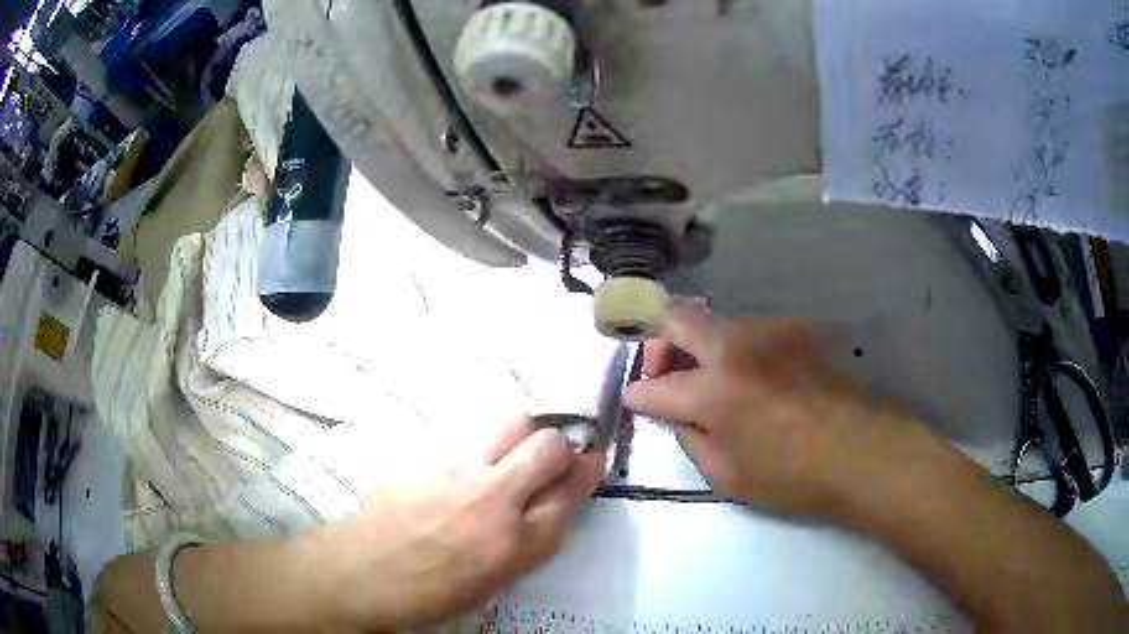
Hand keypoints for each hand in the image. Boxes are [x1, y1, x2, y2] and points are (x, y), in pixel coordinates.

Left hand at [311, 415, 605, 630]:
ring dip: (521, 435)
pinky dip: (475, 449)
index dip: (587, 471)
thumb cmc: (431, 594)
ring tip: (507, 453)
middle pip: (549, 446)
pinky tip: (455, 472)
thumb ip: (527, 541)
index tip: (591, 461)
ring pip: (510, 422)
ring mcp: (457, 471)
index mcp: (516, 543)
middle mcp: (494, 499)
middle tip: (551, 457)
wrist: (362, 574)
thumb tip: (545, 505)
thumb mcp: (494, 582)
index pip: (571, 491)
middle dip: (561, 445)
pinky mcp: (426, 456)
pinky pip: (465, 438)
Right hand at [626, 304, 918, 516]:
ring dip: (700, 346)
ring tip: (714, 382)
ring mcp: (768, 332)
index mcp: (715, 389)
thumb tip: (676, 414)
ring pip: (715, 323)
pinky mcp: (794, 331)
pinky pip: (750, 334)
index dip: (639, 396)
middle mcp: (736, 347)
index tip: (637, 400)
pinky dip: (735, 352)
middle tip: (661, 369)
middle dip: (656, 340)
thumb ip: (690, 438)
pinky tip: (754, 382)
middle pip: (676, 317)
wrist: (860, 452)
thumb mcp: (725, 476)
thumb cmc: (791, 476)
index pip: (656, 386)